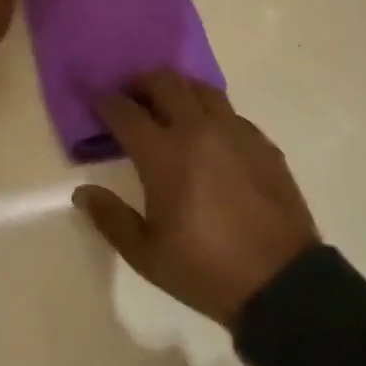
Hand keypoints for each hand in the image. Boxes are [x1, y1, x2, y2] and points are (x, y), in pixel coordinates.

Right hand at [73, 72, 318, 329]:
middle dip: (140, 83)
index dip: (106, 103)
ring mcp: (235, 132)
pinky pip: (230, 112)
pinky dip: (210, 113)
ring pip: (201, 88)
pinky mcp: (262, 143)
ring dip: (178, 90)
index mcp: (163, 154)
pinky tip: (208, 136)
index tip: (98, 105)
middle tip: (131, 99)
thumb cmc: (205, 269)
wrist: (281, 284)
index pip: (125, 110)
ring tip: (169, 108)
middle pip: (164, 82)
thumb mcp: (145, 255)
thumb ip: (110, 218)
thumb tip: (83, 192)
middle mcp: (198, 130)